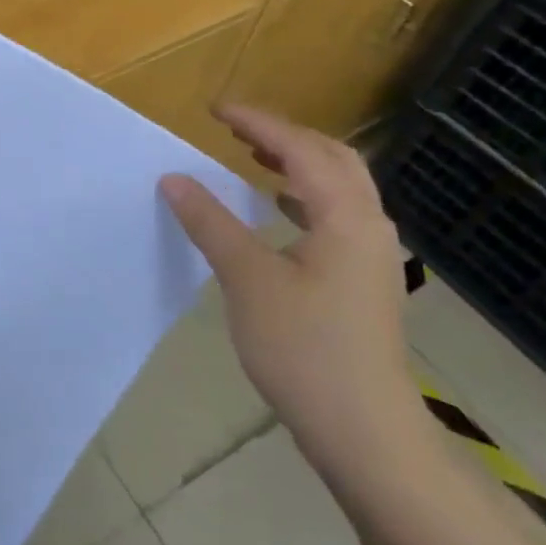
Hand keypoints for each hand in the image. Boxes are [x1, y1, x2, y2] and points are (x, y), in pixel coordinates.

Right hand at [159, 104, 420, 478]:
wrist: (366, 434)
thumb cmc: (306, 349)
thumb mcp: (247, 280)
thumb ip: (211, 222)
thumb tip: (174, 178)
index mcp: (345, 217)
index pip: (300, 150)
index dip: (257, 124)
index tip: (215, 110)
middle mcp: (368, 226)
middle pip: (333, 159)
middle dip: (283, 136)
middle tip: (235, 130)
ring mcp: (371, 256)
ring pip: (339, 188)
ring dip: (296, 164)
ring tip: (253, 158)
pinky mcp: (364, 282)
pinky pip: (336, 215)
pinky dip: (303, 196)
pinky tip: (276, 211)